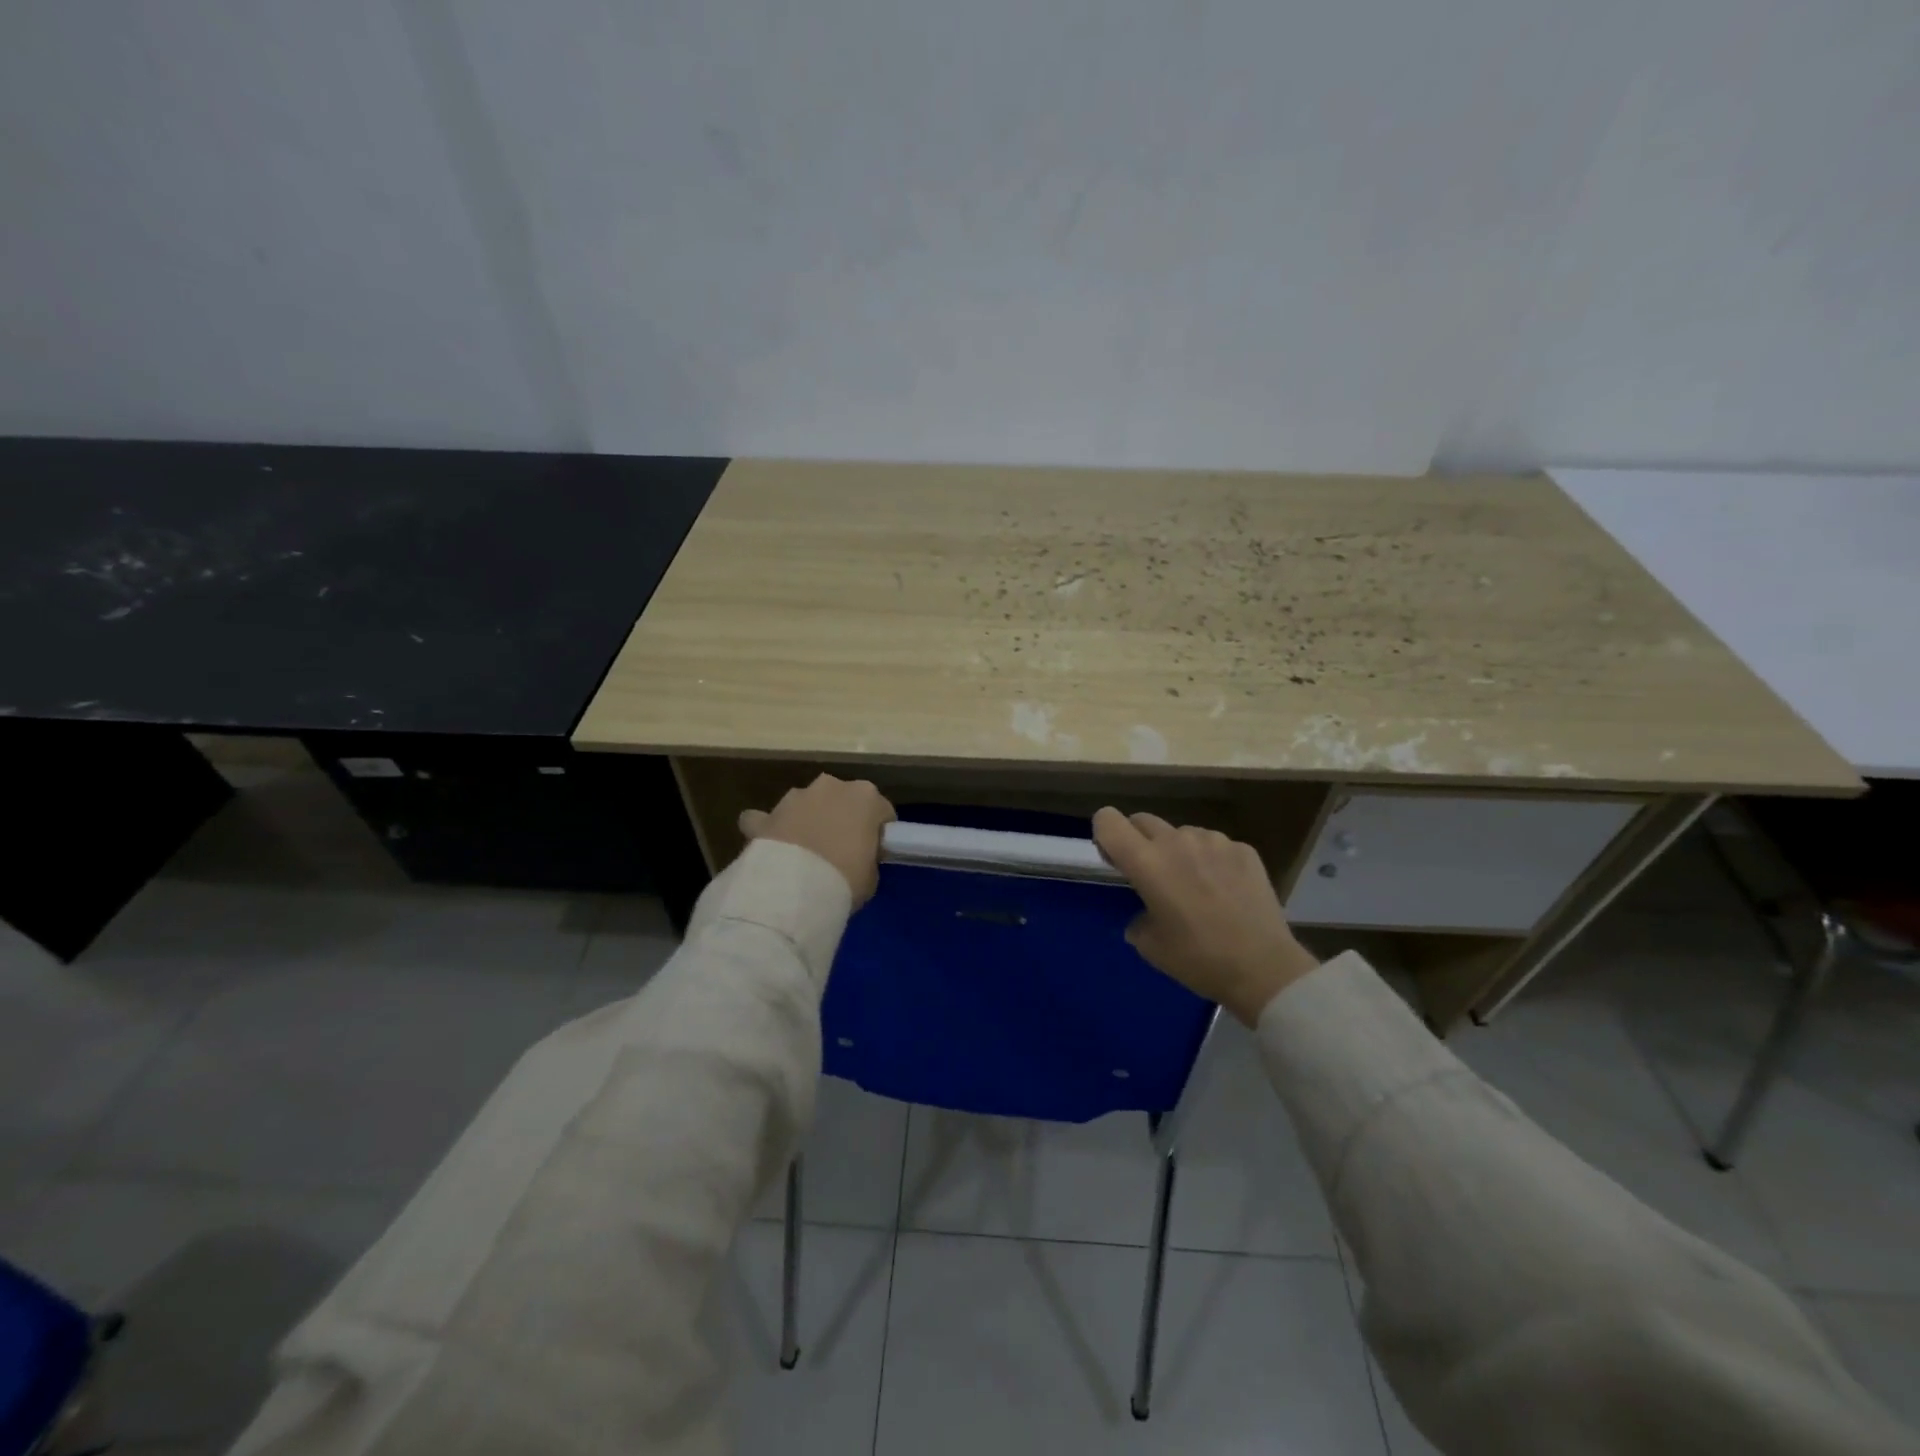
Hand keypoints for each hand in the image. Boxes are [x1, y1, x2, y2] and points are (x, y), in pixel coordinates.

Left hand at [738, 774, 895, 906]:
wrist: (794, 889)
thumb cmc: (846, 879)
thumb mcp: (871, 875)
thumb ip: (868, 858)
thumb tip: (857, 859)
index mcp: (866, 796)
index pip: (881, 810)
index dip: (877, 832)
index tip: (873, 852)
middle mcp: (832, 786)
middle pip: (842, 800)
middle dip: (840, 818)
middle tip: (839, 851)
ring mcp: (796, 797)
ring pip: (806, 805)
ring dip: (806, 820)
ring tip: (803, 854)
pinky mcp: (767, 814)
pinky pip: (768, 819)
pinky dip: (770, 829)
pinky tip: (770, 847)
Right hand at [1092, 807, 1319, 1025]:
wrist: (1263, 968)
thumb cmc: (1198, 959)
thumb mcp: (1150, 946)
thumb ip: (1138, 917)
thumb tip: (1146, 914)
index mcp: (1146, 862)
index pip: (1108, 820)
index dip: (1105, 834)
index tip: (1115, 860)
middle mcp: (1176, 841)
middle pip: (1142, 820)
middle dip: (1139, 841)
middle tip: (1152, 876)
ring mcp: (1213, 841)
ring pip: (1181, 833)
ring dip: (1178, 851)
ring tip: (1195, 886)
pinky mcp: (1243, 849)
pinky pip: (1215, 845)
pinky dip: (1211, 861)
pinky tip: (1225, 891)